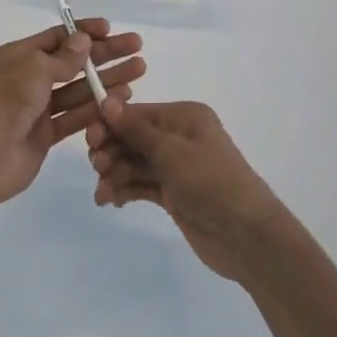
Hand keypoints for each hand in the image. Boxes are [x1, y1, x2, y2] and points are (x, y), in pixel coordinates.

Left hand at [0, 21, 145, 207]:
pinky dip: (96, 107)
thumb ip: (63, 57)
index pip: (55, 38)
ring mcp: (36, 108)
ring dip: (105, 80)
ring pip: (77, 90)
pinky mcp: (45, 134)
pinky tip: (121, 98)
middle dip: (103, 55)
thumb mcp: (34, 68)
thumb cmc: (6, 101)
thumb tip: (83, 40)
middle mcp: (25, 79)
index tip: (111, 29)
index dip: (83, 33)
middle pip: (71, 63)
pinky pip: (74, 116)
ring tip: (138, 71)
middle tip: (136, 47)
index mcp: (15, 57)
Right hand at [86, 97, 288, 283]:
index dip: (110, 124)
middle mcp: (179, 136)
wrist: (246, 235)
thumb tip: (108, 101)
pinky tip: (110, 201)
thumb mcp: (171, 151)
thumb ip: (135, 129)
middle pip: (132, 137)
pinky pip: (140, 184)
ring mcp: (176, 166)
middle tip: (98, 168)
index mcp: (184, 117)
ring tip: (103, 194)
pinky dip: (124, 190)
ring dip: (114, 174)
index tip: (90, 140)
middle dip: (111, 151)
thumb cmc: (210, 182)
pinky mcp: (173, 193)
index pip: (137, 113)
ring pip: (133, 162)